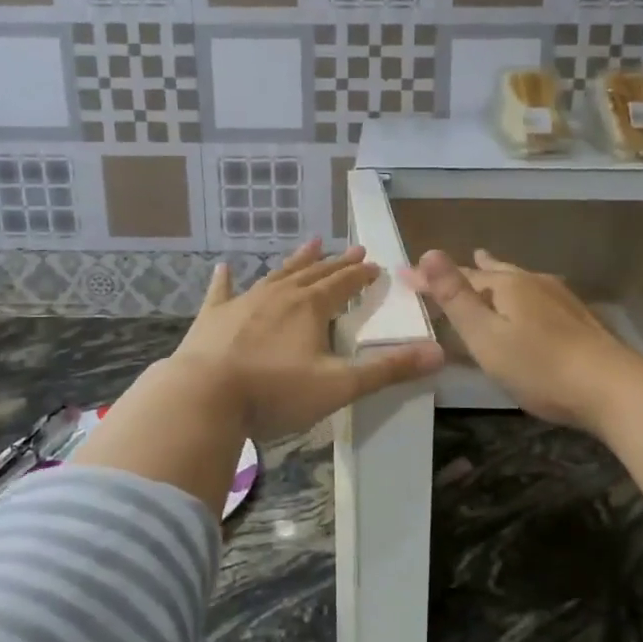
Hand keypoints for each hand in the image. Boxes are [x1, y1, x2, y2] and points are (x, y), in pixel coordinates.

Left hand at [173, 240, 444, 440]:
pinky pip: (222, 292)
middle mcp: (278, 296)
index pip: (343, 284)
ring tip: (311, 243)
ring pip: (276, 275)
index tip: (375, 265)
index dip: (361, 275)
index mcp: (310, 308)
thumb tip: (438, 353)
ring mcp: (242, 303)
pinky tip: (224, 267)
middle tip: (353, 249)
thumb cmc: (275, 392)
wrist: (203, 398)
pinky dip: (225, 280)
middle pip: (314, 273)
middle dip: (336, 263)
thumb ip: (388, 370)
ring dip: (296, 261)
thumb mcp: (339, 386)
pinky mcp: (212, 318)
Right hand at [403, 248, 641, 430]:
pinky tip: (532, 299)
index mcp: (507, 285)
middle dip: (468, 270)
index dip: (431, 277)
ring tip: (488, 264)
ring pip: (519, 279)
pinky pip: (537, 294)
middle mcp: (534, 282)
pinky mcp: (578, 318)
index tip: (403, 276)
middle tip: (451, 264)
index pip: (460, 275)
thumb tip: (429, 252)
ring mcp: (560, 298)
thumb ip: (456, 297)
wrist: (612, 387)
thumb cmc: (539, 366)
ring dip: (497, 274)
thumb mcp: (486, 335)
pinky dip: (519, 292)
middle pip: (493, 272)